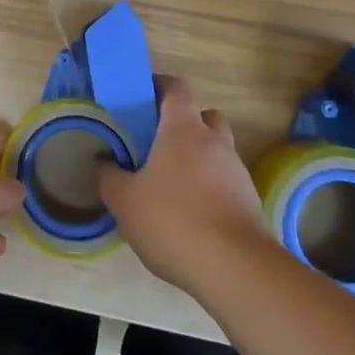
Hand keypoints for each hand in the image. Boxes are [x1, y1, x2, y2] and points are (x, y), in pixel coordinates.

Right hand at [98, 79, 270, 295]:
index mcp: (183, 129)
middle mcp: (214, 141)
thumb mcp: (124, 202)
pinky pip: (227, 182)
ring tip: (174, 185)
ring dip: (199, 158)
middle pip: (204, 116)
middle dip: (184, 124)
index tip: (142, 97)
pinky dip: (211, 188)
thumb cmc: (173, 221)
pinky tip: (193, 215)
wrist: (235, 268)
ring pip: (218, 150)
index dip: (160, 86)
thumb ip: (109, 177)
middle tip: (160, 144)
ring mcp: (237, 171)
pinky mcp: (250, 201)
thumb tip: (103, 162)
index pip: (177, 88)